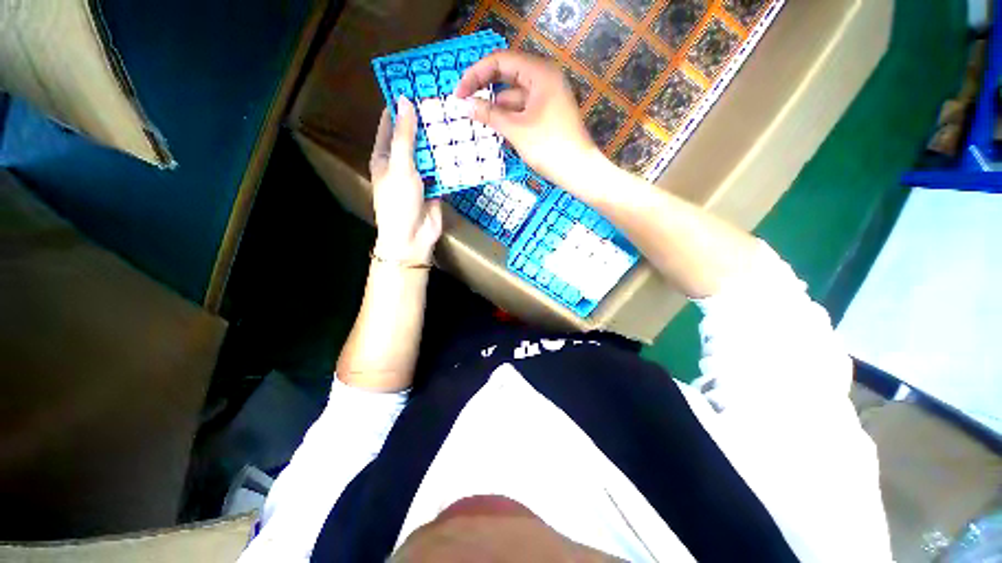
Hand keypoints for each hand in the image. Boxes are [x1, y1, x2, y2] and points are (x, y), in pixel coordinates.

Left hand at [369, 97, 442, 263]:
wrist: (413, 237)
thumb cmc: (399, 201)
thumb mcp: (399, 166)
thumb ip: (404, 136)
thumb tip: (405, 101)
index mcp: (385, 156)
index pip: (391, 124)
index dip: (401, 106)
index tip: (418, 86)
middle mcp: (402, 163)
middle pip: (415, 137)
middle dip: (427, 122)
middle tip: (446, 101)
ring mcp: (421, 176)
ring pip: (432, 153)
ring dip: (442, 142)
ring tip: (457, 119)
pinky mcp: (436, 187)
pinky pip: (444, 170)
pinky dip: (452, 161)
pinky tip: (463, 147)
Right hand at [455, 50, 600, 187]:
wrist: (578, 171)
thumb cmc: (549, 147)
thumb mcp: (516, 130)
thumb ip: (490, 114)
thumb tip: (466, 105)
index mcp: (539, 72)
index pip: (501, 61)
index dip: (476, 75)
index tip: (459, 94)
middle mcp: (544, 79)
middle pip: (507, 76)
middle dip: (485, 90)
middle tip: (464, 104)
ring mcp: (547, 97)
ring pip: (513, 96)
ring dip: (495, 107)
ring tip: (475, 120)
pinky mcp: (547, 114)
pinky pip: (522, 110)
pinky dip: (508, 118)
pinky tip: (494, 128)